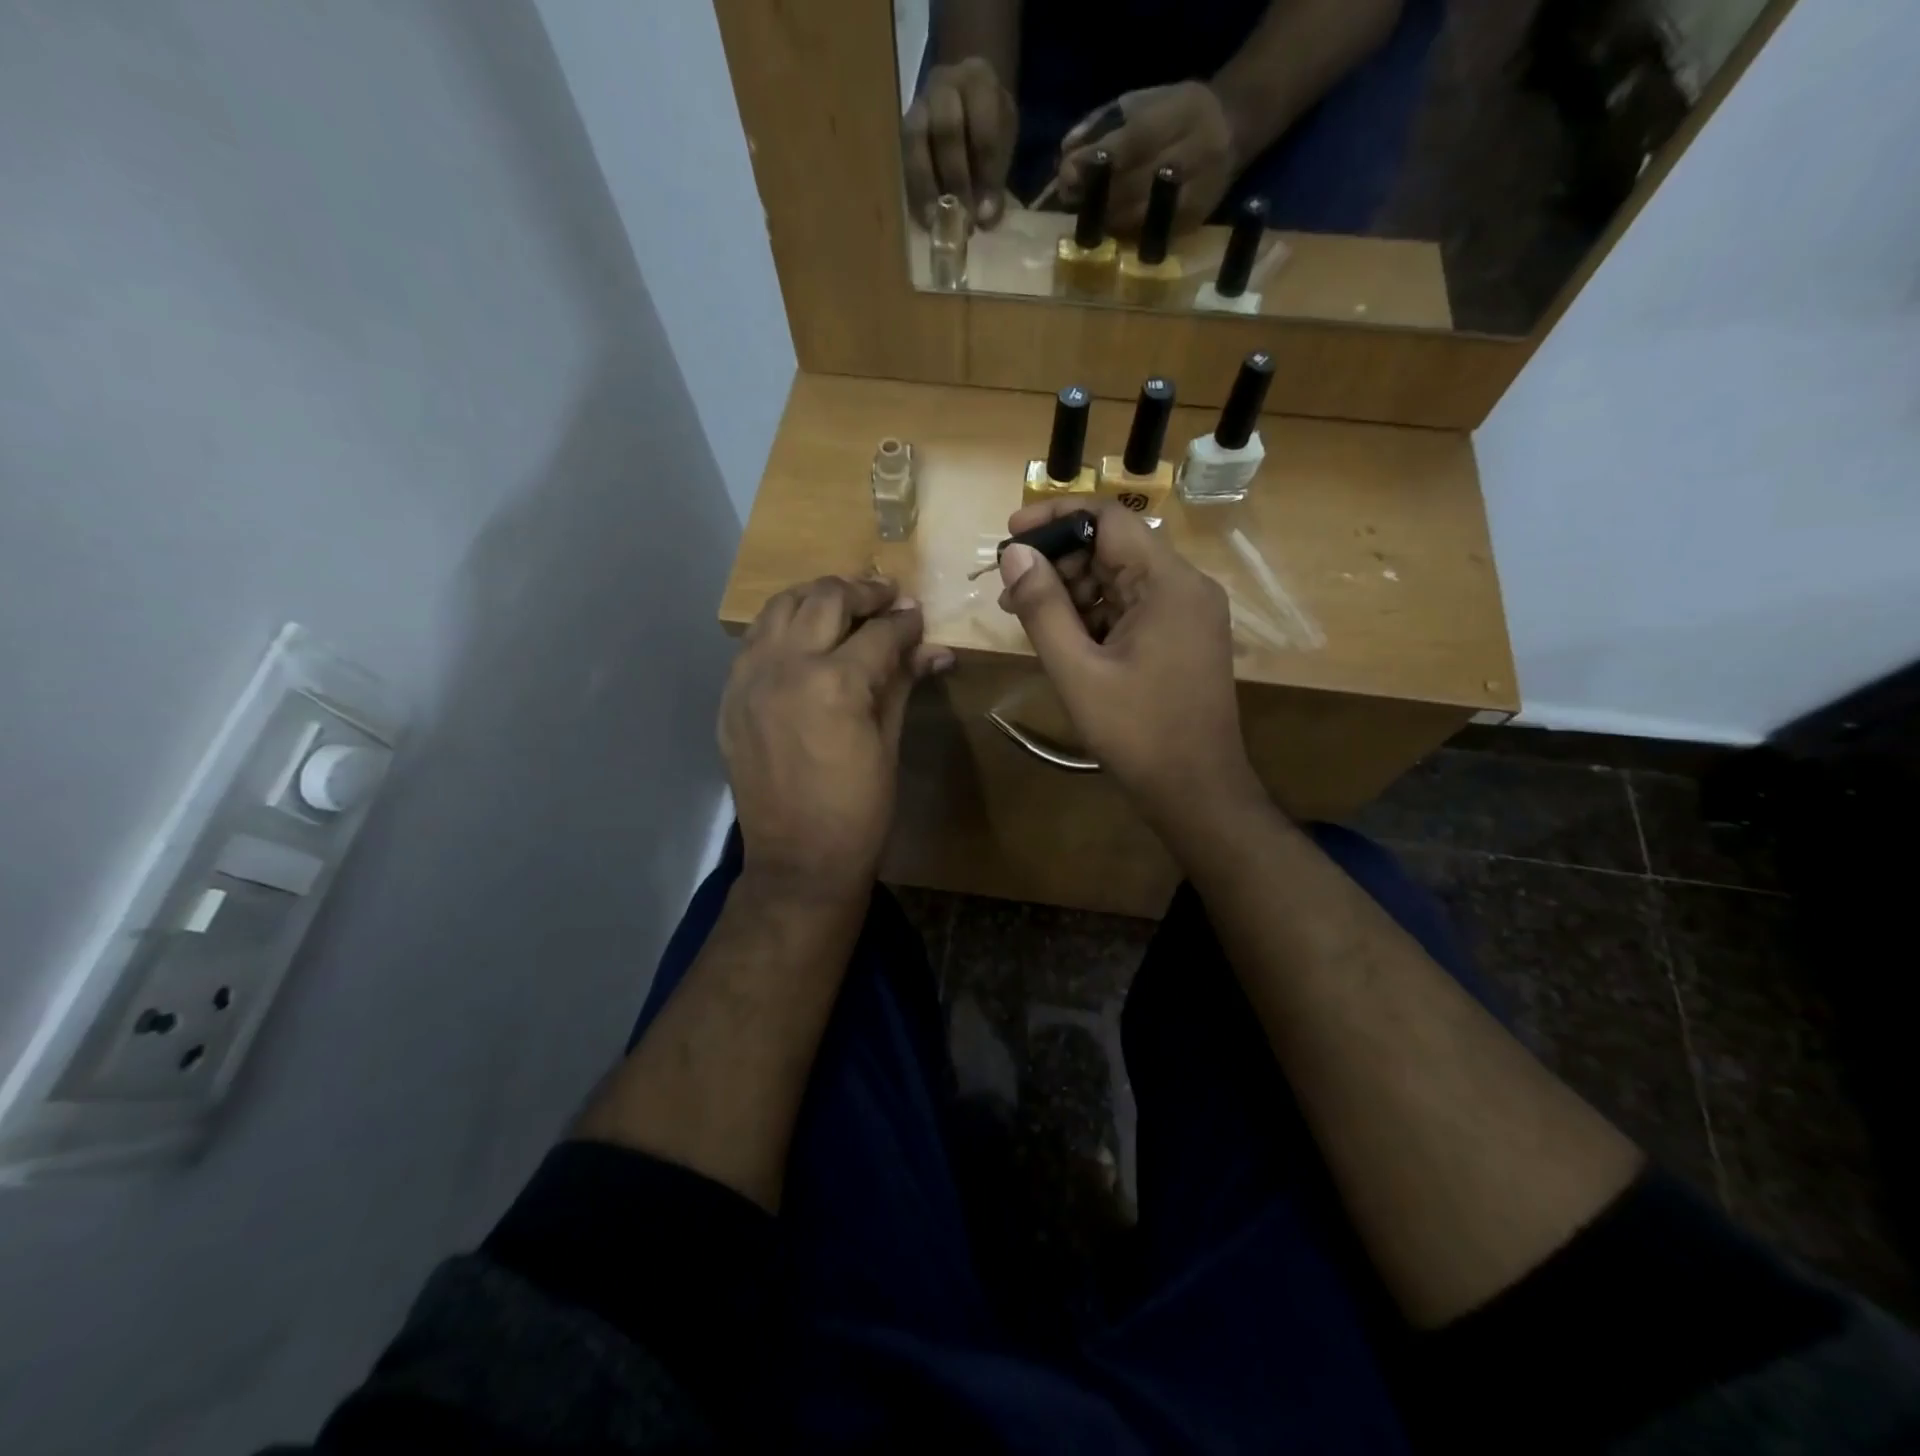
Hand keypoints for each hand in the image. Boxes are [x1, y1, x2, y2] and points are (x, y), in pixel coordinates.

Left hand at [723, 577, 952, 899]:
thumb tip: (936, 649)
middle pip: (826, 600)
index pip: (880, 632)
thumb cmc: (859, 811)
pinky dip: (782, 626)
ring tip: (843, 605)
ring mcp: (749, 677)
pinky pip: (754, 639)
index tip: (919, 615)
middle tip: (887, 597)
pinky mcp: (730, 695)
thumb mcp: (889, 743)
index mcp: (835, 683)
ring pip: (781, 607)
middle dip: (863, 592)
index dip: (906, 621)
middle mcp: (785, 666)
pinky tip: (803, 637)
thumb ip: (903, 683)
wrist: (798, 860)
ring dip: (817, 597)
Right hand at [903, 57, 1017, 228]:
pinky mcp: (901, 129)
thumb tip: (985, 218)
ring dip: (926, 186)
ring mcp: (918, 105)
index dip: (985, 173)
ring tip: (936, 221)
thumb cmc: (987, 122)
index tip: (986, 214)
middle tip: (962, 219)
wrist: (963, 97)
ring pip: (915, 140)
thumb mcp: (1003, 139)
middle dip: (956, 179)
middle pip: (946, 129)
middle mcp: (944, 86)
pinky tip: (924, 216)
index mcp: (979, 82)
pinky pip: (902, 158)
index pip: (984, 126)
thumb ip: (996, 174)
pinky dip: (914, 190)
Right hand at [995, 499, 1261, 835]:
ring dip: (1071, 589)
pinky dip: (1094, 614)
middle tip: (1009, 587)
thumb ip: (1043, 608)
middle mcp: (1185, 587)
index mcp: (1168, 584)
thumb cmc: (1136, 732)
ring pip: (1119, 579)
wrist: (1197, 791)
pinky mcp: (1182, 638)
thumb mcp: (1077, 671)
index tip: (1010, 534)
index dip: (1055, 518)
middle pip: (1113, 548)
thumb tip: (1014, 554)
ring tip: (1023, 614)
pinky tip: (1059, 635)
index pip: (1109, 519)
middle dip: (1057, 561)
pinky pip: (1132, 608)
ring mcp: (1187, 614)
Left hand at [1056, 82, 1236, 233]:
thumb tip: (1066, 153)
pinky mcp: (1195, 221)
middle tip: (1070, 200)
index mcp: (1184, 113)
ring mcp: (1199, 192)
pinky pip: (1152, 235)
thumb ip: (1103, 123)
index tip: (1067, 173)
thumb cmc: (1177, 111)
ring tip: (1085, 216)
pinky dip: (1126, 234)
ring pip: (1142, 216)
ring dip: (1107, 220)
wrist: (1235, 127)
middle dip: (1097, 196)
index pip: (1134, 141)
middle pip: (1136, 185)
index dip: (1098, 161)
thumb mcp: (1144, 100)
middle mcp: (1196, 153)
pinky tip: (1111, 229)